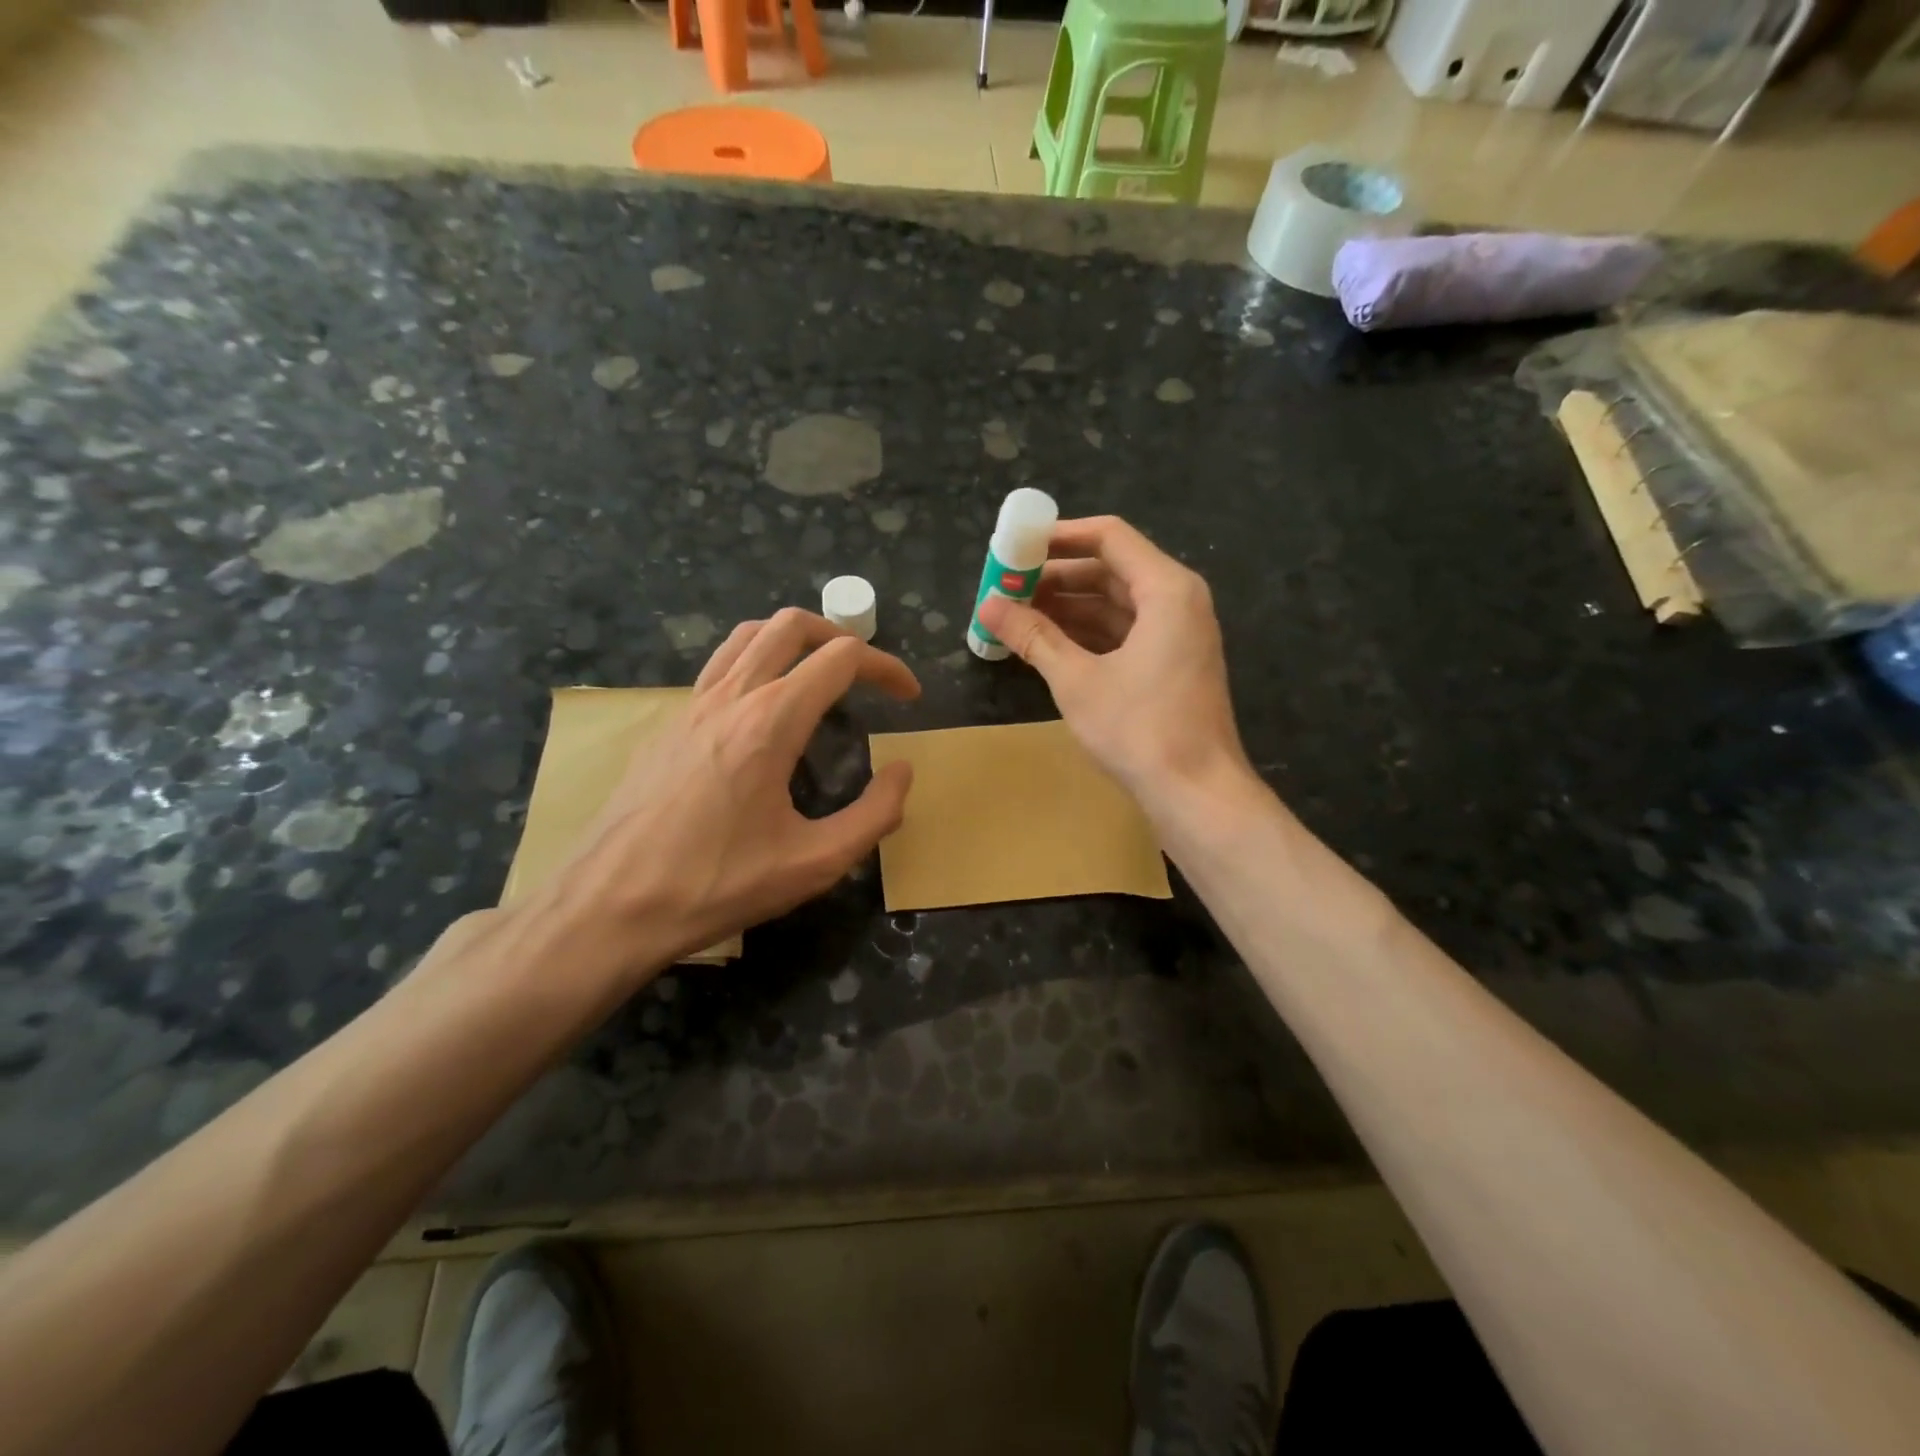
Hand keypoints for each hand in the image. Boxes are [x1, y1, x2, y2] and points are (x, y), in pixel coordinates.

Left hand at [556, 608, 919, 972]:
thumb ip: (874, 814)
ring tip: (819, 677)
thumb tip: (901, 772)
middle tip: (867, 676)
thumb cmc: (718, 884)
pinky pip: (719, 666)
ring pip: (748, 635)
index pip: (842, 658)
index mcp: (771, 721)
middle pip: (792, 625)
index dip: (887, 667)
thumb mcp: (815, 863)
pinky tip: (764, 714)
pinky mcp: (668, 724)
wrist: (610, 906)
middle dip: (842, 637)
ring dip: (794, 641)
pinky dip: (757, 664)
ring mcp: (691, 705)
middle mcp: (730, 696)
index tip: (908, 696)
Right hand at [976, 516, 1250, 816]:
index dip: (1059, 537)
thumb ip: (1033, 637)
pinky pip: (1124, 632)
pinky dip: (1087, 634)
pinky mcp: (1171, 665)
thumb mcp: (1076, 680)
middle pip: (1111, 570)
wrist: (1196, 793)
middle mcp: (1178, 602)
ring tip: (1016, 615)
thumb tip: (988, 606)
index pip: (1108, 537)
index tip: (1016, 546)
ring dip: (1068, 608)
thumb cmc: (1139, 729)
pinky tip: (1047, 644)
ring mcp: (1178, 635)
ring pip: (1115, 604)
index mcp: (1166, 589)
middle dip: (1057, 578)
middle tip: (1007, 587)